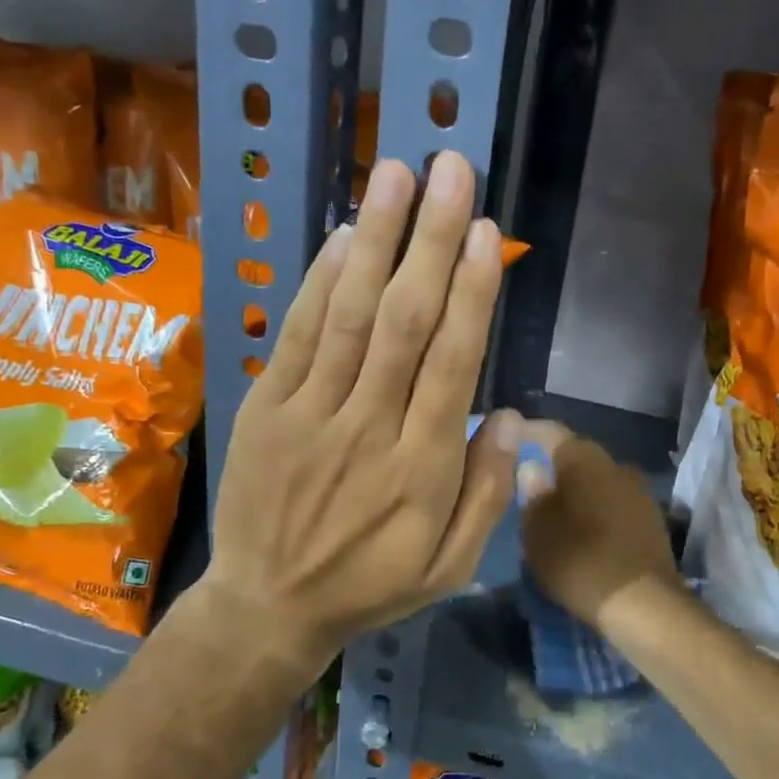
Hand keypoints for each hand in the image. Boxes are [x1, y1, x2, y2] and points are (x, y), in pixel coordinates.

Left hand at [197, 152, 520, 677]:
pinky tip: (345, 236)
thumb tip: (512, 415)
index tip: (487, 232)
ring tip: (398, 174)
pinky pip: (298, 336)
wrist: (267, 607)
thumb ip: (488, 494)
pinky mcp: (266, 408)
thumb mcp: (450, 567)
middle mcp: (369, 429)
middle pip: (405, 322)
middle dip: (431, 240)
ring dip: (376, 240)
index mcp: (422, 468)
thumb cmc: (370, 585)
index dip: (472, 292)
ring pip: (351, 315)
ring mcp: (310, 414)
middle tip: (451, 171)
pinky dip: (322, 282)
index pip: (453, 363)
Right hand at [518, 423, 682, 633]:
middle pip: (577, 456)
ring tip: (554, 512)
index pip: (549, 431)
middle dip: (553, 467)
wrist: (643, 604)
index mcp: (584, 457)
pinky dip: (596, 512)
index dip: (526, 433)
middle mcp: (615, 464)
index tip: (507, 441)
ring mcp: (639, 492)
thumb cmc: (578, 558)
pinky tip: (583, 532)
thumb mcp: (537, 529)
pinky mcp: (653, 520)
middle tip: (527, 485)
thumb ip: (531, 493)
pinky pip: (614, 505)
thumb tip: (532, 468)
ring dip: (577, 492)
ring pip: (598, 482)